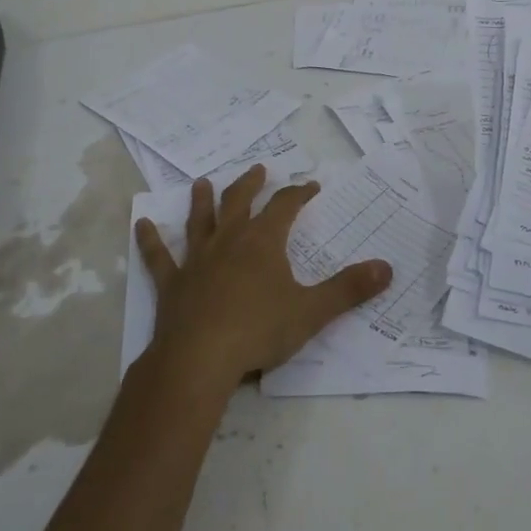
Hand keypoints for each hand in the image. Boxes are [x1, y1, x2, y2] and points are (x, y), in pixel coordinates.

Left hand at [134, 165, 392, 391]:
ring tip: (203, 182)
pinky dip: (151, 240)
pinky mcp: (173, 284)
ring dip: (203, 201)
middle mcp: (229, 241)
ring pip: (201, 221)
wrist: (199, 359)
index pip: (285, 206)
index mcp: (263, 242)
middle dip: (251, 185)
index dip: (299, 194)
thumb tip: (388, 268)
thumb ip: (349, 289)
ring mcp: (197, 260)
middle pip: (240, 202)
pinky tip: (142, 224)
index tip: (310, 186)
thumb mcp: (312, 311)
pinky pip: (160, 257)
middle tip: (258, 170)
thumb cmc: (259, 331)